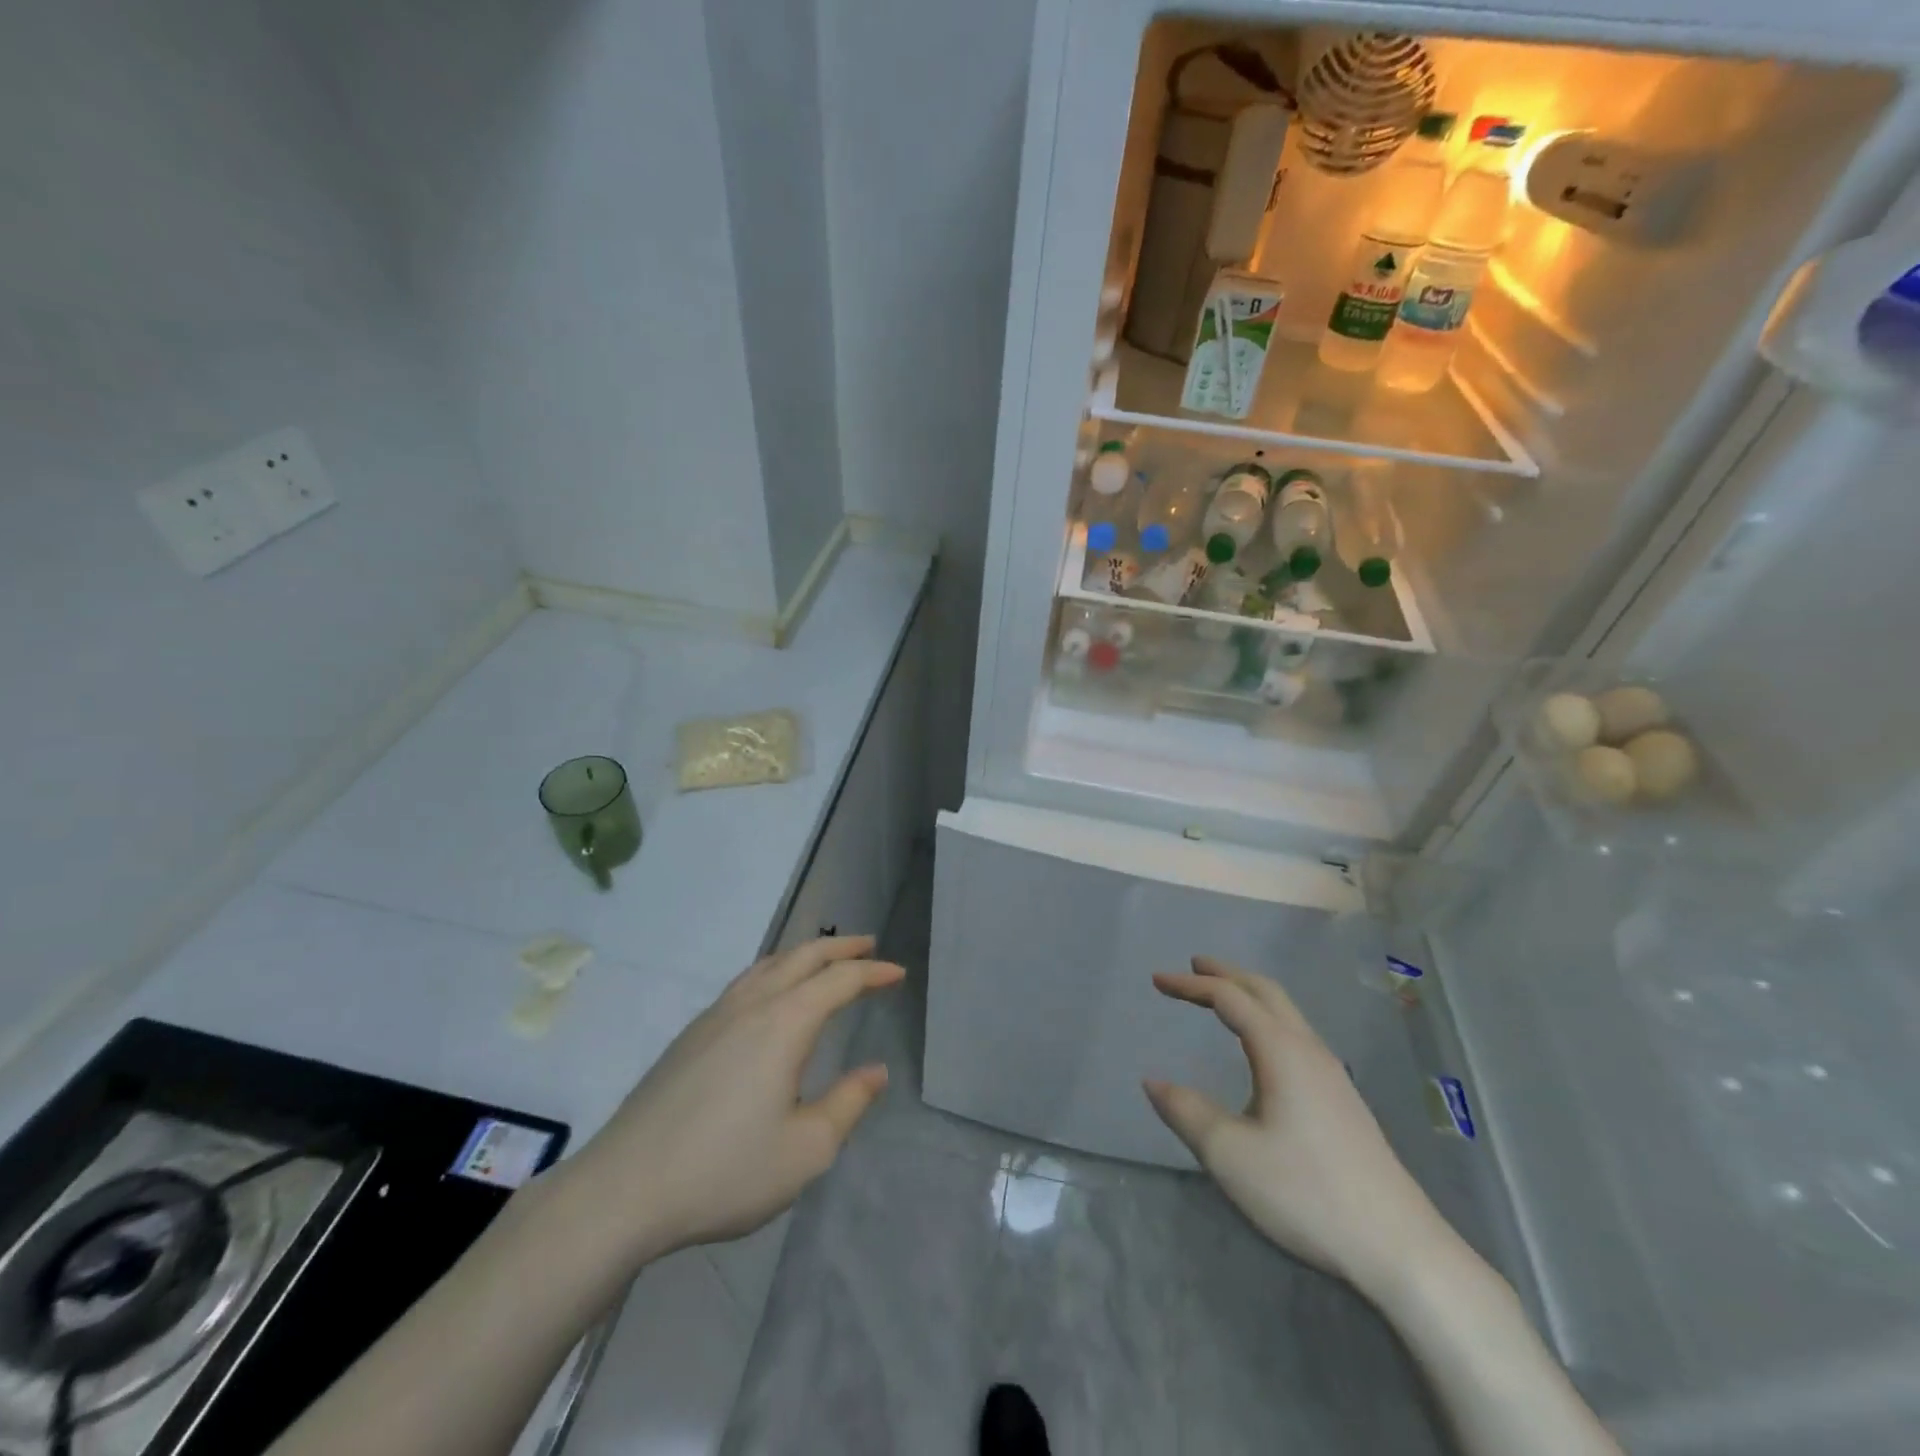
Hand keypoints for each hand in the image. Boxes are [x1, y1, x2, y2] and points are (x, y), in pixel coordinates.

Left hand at [555, 935, 903, 1270]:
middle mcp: (751, 1006)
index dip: (872, 973)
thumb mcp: (805, 1150)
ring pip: (768, 965)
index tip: (897, 973)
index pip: (839, 981)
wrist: (623, 1190)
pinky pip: (744, 982)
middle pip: (802, 957)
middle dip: (840, 948)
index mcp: (784, 1024)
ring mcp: (714, 1017)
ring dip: (803, 955)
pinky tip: (770, 995)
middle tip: (868, 947)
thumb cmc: (724, 1171)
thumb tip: (876, 1071)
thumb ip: (848, 1104)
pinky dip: (773, 971)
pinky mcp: (690, 1036)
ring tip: (824, 960)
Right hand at [1144, 956, 1450, 1299]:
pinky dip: (1266, 1018)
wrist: (1399, 1247)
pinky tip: (1260, 1046)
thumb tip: (1153, 1082)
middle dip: (1225, 974)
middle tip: (1192, 966)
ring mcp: (1331, 1074)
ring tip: (1221, 997)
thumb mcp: (1229, 1154)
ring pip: (1286, 1012)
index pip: (1229, 998)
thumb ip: (1186, 1111)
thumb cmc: (1306, 1192)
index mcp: (1280, 1050)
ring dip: (1249, 994)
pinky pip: (1296, 1034)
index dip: (1190, 984)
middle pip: (1264, 991)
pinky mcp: (1342, 1099)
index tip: (1157, 981)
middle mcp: (1308, 1049)